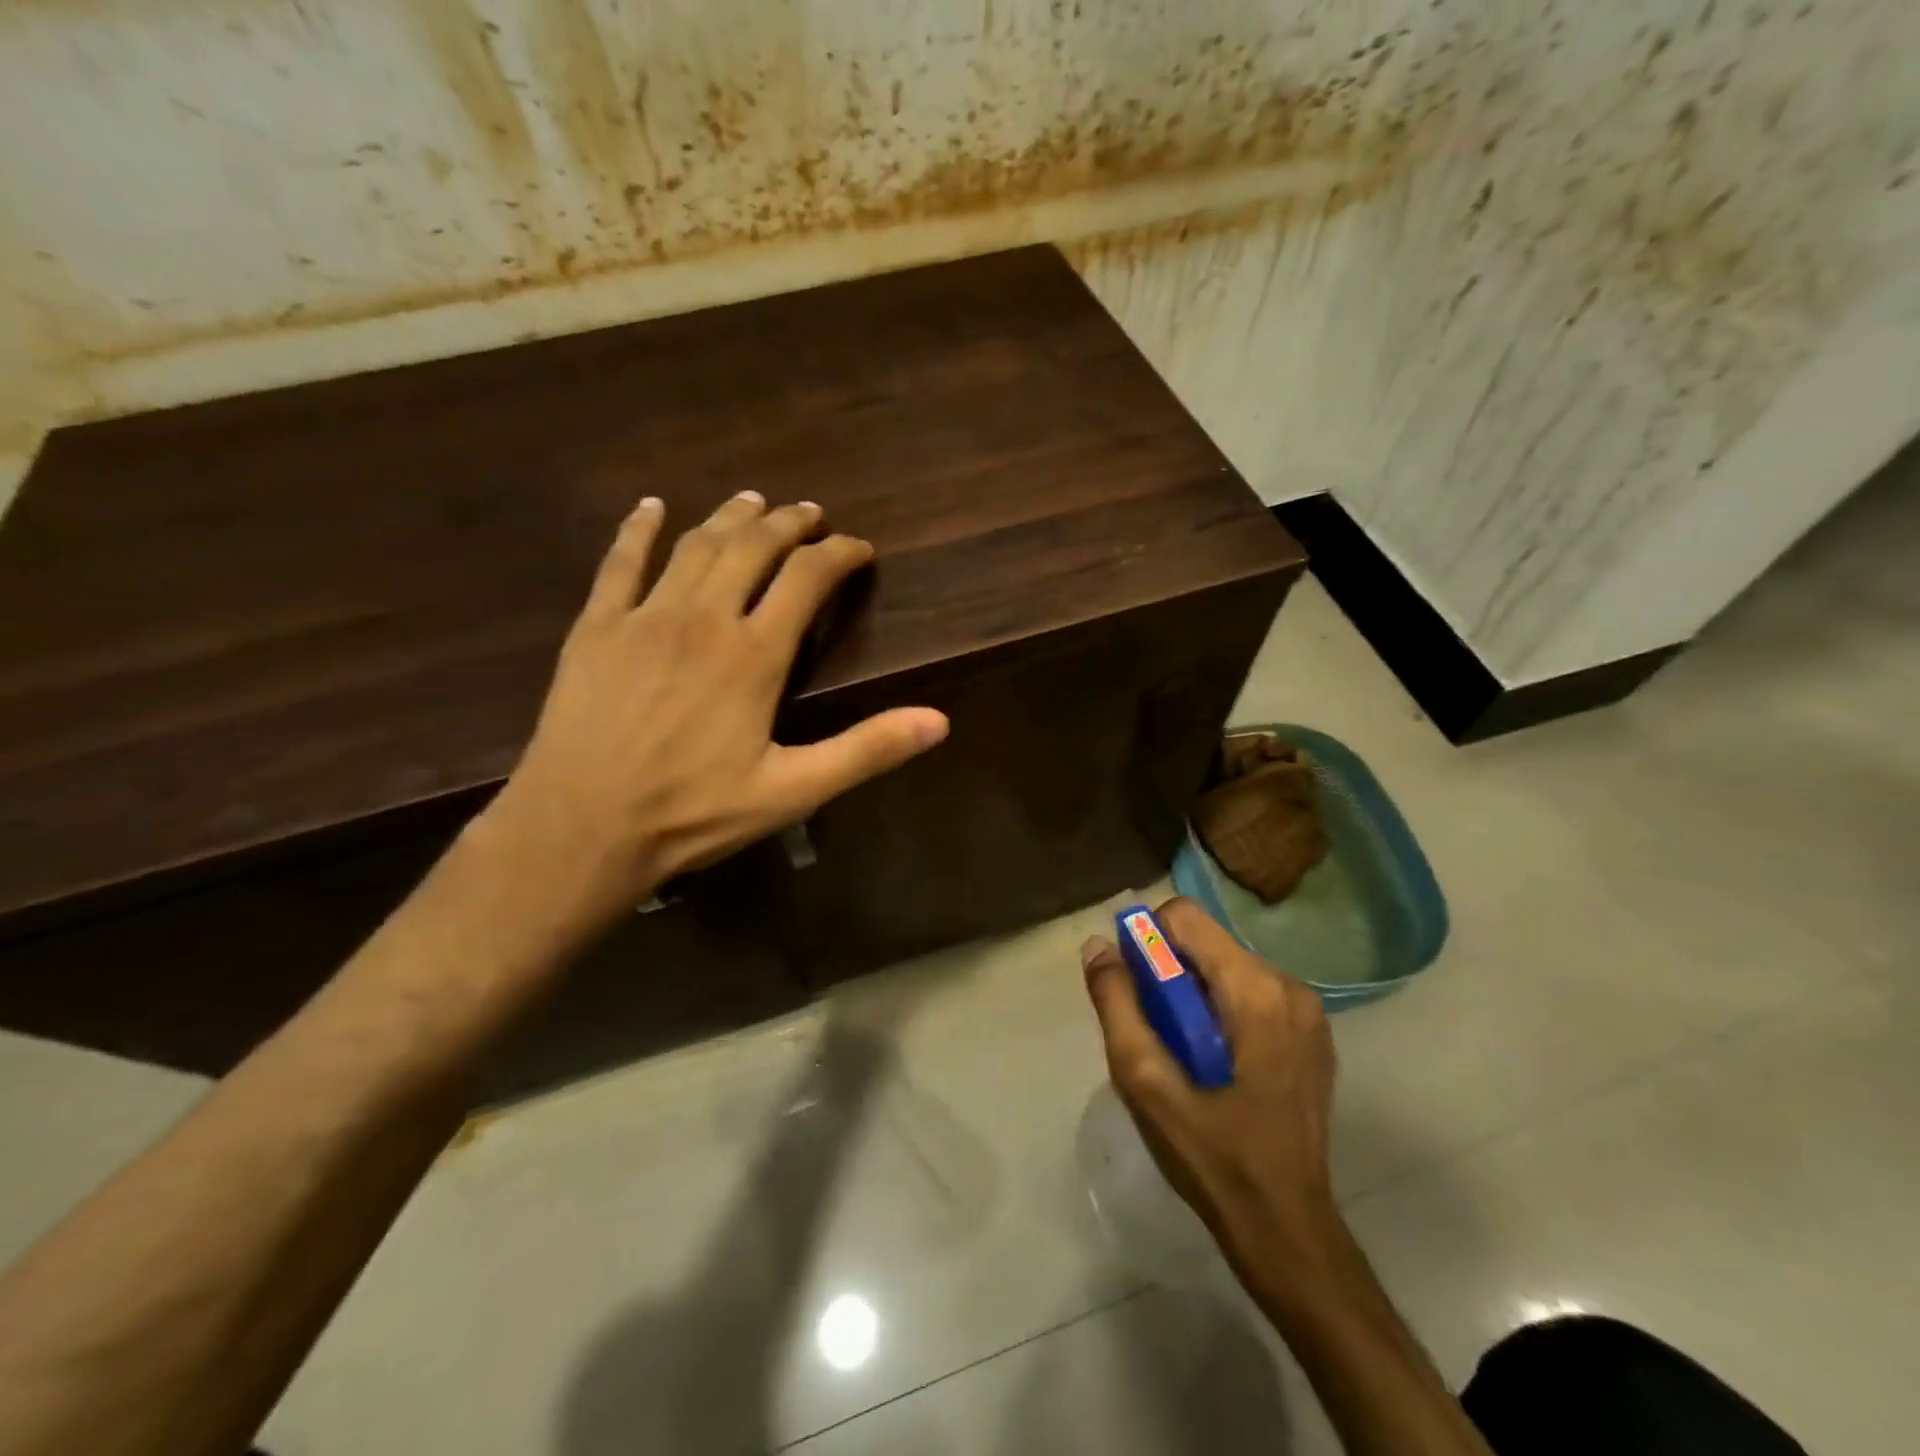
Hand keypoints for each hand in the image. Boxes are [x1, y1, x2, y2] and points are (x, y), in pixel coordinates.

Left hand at [483, 490, 948, 930]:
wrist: (580, 828)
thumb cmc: (693, 813)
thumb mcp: (793, 791)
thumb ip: (866, 750)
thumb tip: (939, 721)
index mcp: (754, 654)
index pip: (807, 580)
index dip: (839, 556)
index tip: (860, 548)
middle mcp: (703, 618)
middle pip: (753, 548)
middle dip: (789, 524)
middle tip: (811, 513)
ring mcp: (644, 617)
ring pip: (695, 545)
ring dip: (729, 517)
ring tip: (754, 501)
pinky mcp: (596, 628)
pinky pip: (619, 563)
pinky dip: (638, 530)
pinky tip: (651, 508)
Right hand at [1081, 897, 1339, 1290]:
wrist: (1287, 1230)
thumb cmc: (1212, 1157)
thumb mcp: (1146, 1081)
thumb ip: (1117, 1004)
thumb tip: (1098, 945)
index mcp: (1254, 989)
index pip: (1184, 916)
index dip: (1145, 941)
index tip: (1133, 989)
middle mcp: (1289, 985)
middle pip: (1205, 942)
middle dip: (1168, 974)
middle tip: (1153, 1032)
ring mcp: (1307, 1011)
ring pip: (1225, 966)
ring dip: (1191, 993)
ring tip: (1181, 1053)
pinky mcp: (1311, 1034)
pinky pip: (1249, 992)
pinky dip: (1219, 1009)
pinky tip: (1212, 1062)